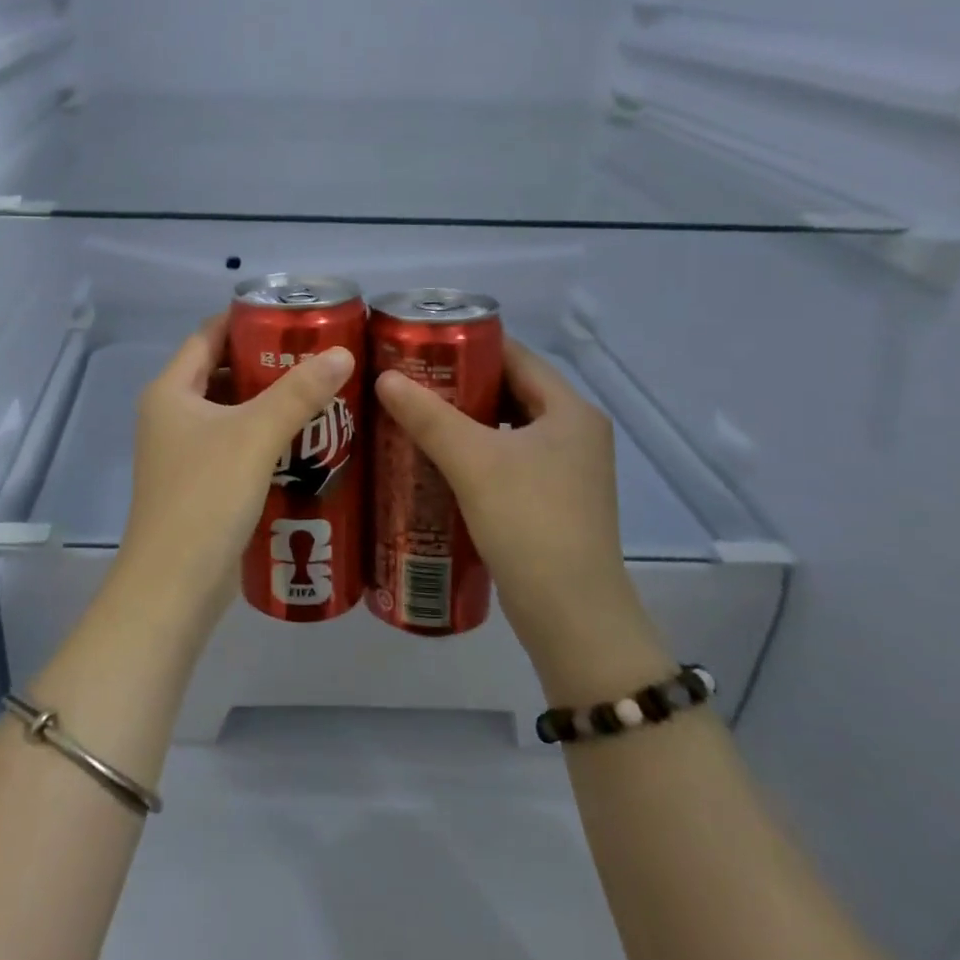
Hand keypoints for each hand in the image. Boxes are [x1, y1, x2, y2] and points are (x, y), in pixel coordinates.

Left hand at [115, 318, 355, 625]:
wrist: (175, 584)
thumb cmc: (206, 496)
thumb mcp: (255, 436)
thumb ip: (298, 393)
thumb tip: (342, 353)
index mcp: (170, 392)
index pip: (207, 336)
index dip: (245, 321)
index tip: (292, 315)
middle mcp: (171, 416)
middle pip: (222, 373)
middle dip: (267, 364)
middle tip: (318, 356)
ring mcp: (183, 453)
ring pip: (231, 413)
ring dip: (270, 403)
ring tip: (321, 393)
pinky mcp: (200, 484)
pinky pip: (236, 446)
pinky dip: (265, 438)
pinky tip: (306, 441)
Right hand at [375, 339, 669, 697]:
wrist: (571, 616)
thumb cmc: (529, 523)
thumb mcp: (473, 462)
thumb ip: (428, 416)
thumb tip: (385, 377)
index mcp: (570, 410)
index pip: (515, 356)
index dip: (468, 344)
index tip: (419, 343)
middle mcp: (574, 432)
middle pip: (508, 390)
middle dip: (458, 384)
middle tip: (406, 381)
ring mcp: (565, 469)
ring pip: (504, 428)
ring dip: (462, 421)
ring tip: (411, 416)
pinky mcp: (550, 500)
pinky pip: (505, 459)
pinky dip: (472, 453)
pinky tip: (433, 460)